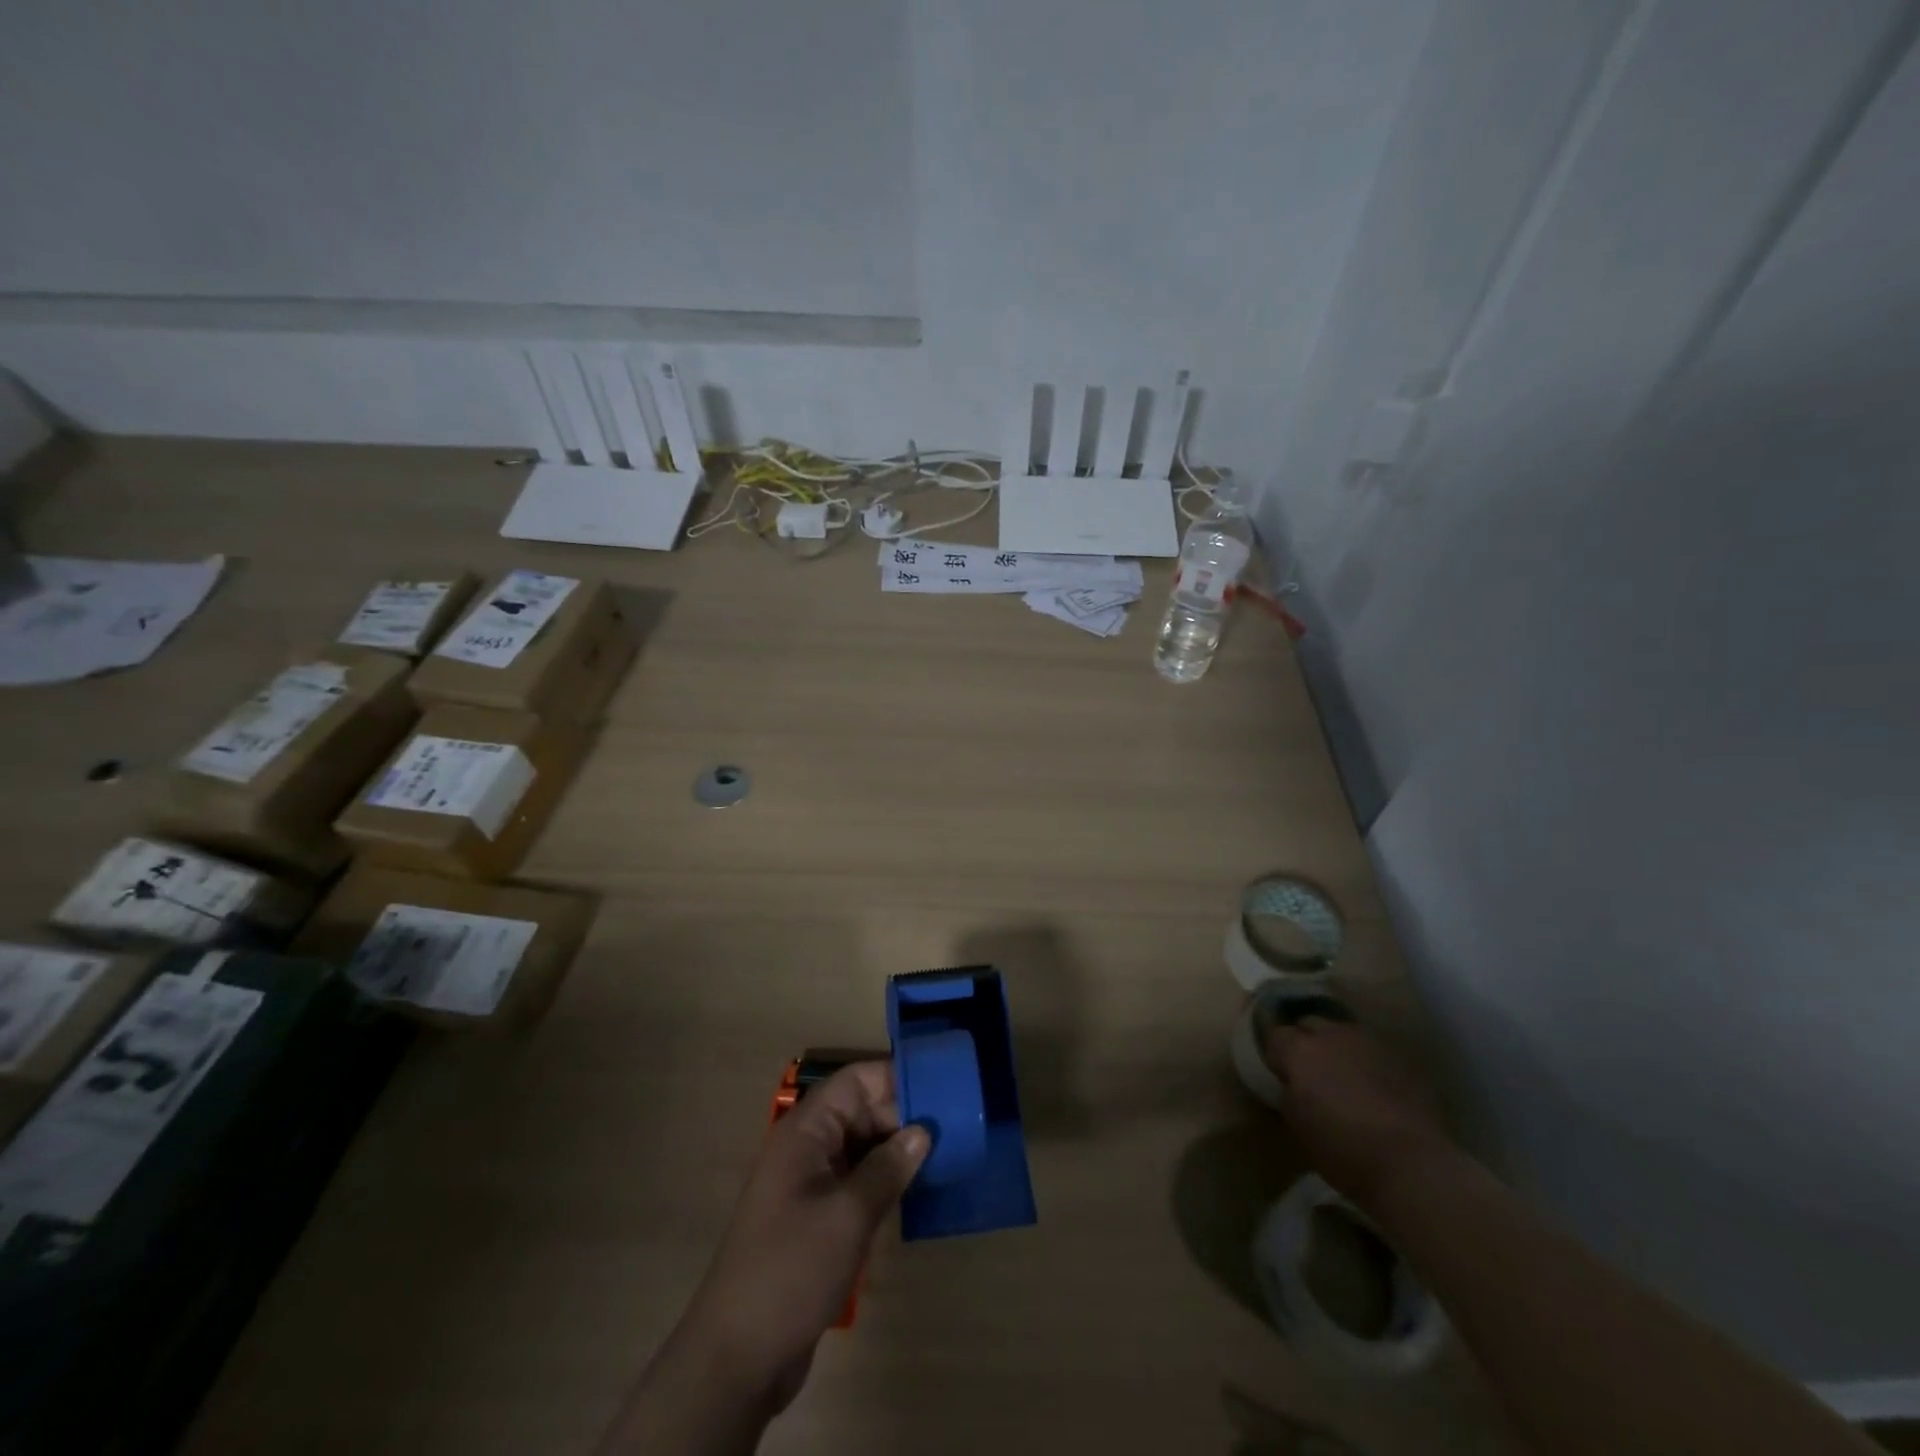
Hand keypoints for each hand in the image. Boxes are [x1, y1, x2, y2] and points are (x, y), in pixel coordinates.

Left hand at [677, 1061, 930, 1413]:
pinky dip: (887, 1179)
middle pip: (862, 1110)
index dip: (894, 1077)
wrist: (738, 1357)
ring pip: (864, 1146)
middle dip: (904, 1114)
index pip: (855, 1081)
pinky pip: (859, 1180)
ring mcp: (812, 1183)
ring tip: (948, 1152)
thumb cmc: (791, 1270)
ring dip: (899, 1149)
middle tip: (953, 1125)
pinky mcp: (819, 1217)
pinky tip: (920, 1190)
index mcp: (806, 1131)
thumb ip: (888, 1168)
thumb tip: (924, 1131)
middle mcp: (808, 1148)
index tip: (940, 1086)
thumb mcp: (847, 1215)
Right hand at [1261, 1014, 1450, 1207]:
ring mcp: (1369, 1044)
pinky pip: (1373, 1052)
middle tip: (1309, 1070)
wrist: (1411, 1163)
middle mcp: (1332, 1035)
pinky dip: (1366, 1062)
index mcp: (1300, 1050)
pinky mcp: (1401, 1060)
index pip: (1275, 1035)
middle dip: (1306, 1041)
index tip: (1281, 1075)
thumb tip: (1292, 1084)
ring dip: (1338, 1048)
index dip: (1276, 1055)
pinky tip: (1372, 1087)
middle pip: (1310, 1023)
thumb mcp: (1297, 1124)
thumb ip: (1289, 1093)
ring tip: (1342, 1076)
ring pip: (1344, 1033)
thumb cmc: (1342, 1148)